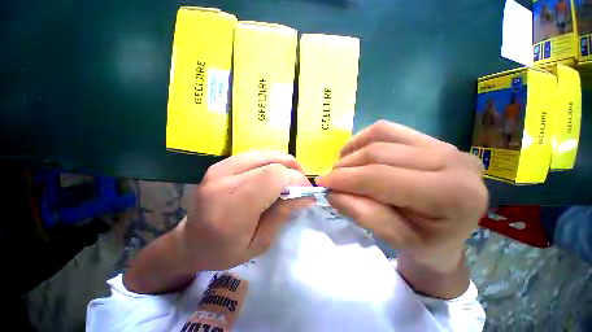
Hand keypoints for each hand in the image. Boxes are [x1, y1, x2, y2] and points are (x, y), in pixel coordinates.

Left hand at [176, 151, 311, 271]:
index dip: (295, 180)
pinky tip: (274, 172)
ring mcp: (219, 169)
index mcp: (231, 208)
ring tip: (291, 176)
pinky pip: (253, 155)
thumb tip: (305, 195)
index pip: (273, 178)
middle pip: (270, 163)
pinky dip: (270, 161)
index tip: (307, 191)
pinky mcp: (220, 164)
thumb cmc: (224, 251)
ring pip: (263, 154)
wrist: (190, 242)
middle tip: (301, 183)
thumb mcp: (260, 243)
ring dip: (283, 162)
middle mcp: (223, 182)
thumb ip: (283, 214)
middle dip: (293, 170)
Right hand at [316, 120, 487, 271]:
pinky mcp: (430, 139)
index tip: (322, 183)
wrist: (449, 234)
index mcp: (451, 194)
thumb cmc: (427, 245)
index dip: (345, 179)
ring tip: (342, 168)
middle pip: (379, 153)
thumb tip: (333, 192)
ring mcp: (443, 144)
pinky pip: (386, 130)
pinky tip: (356, 155)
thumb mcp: (396, 241)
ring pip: (381, 135)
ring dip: (352, 151)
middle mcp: (452, 161)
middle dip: (345, 166)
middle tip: (330, 180)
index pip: (382, 177)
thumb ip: (363, 214)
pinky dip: (362, 140)